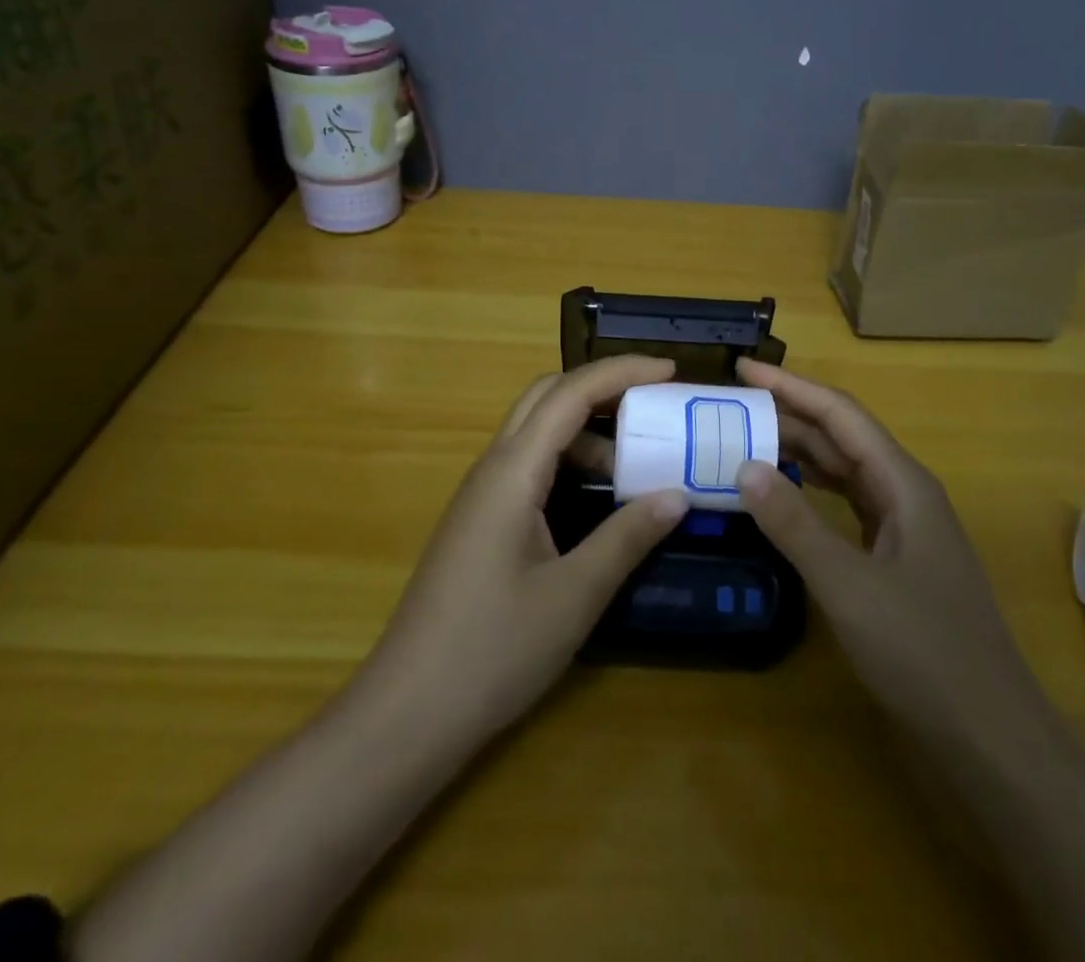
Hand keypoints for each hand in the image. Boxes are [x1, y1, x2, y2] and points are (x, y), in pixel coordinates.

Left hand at [358, 355, 688, 747]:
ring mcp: (481, 494)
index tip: (671, 371)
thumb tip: (677, 495)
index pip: (570, 394)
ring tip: (635, 462)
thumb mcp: (575, 595)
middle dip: (602, 387)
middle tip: (655, 403)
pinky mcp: (480, 521)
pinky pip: (528, 465)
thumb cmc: (493, 650)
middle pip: (546, 397)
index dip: (622, 372)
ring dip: (586, 430)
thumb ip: (627, 537)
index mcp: (512, 471)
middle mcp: (492, 468)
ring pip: (536, 431)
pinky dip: (568, 460)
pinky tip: (596, 497)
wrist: (407, 712)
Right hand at [734, 358, 1033, 739]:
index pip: (840, 414)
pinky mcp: (895, 557)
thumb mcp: (848, 586)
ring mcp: (903, 526)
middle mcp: (904, 492)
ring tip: (745, 439)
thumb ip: (795, 524)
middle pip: (841, 437)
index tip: (743, 369)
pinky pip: (846, 505)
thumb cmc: (924, 651)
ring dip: (798, 452)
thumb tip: (744, 465)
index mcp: (902, 483)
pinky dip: (810, 492)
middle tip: (730, 407)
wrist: (990, 734)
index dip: (791, 386)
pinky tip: (782, 495)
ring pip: (844, 471)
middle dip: (788, 415)